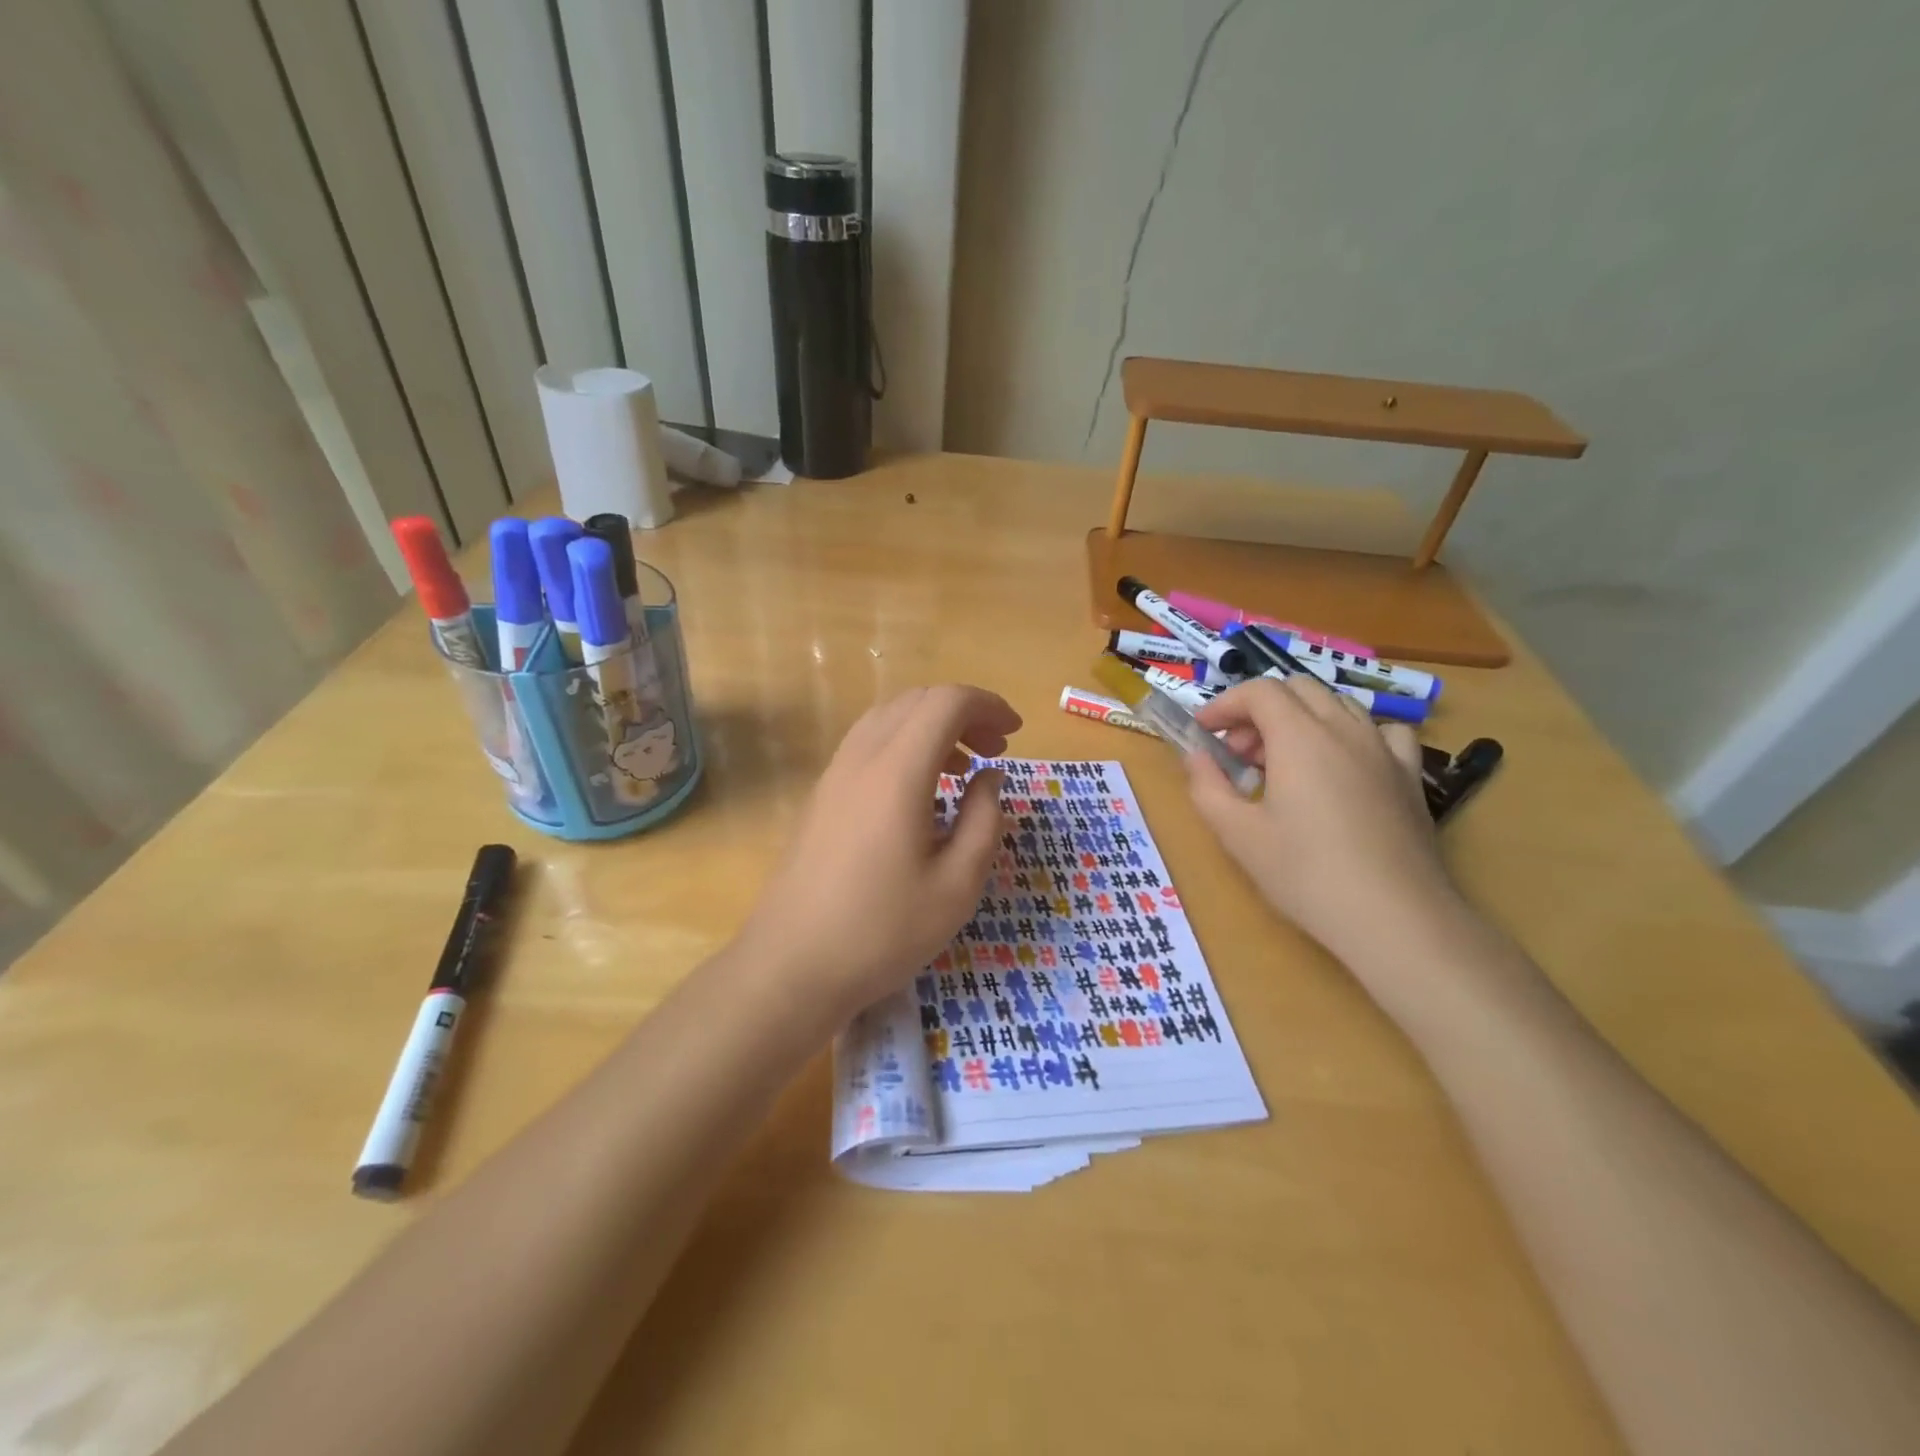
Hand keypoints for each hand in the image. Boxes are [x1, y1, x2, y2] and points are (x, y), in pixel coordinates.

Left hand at [740, 685, 1020, 1016]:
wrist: (792, 965)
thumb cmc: (883, 931)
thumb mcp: (958, 885)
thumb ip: (984, 819)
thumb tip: (989, 776)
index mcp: (898, 772)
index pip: (946, 702)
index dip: (987, 705)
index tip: (1014, 734)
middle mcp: (861, 758)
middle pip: (916, 701)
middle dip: (963, 713)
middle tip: (994, 752)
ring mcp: (834, 774)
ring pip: (888, 718)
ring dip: (931, 727)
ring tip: (961, 769)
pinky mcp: (821, 795)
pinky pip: (867, 744)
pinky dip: (903, 745)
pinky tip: (919, 791)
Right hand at [1186, 675, 1459, 971]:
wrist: (1394, 918)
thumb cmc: (1306, 874)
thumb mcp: (1238, 834)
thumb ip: (1207, 786)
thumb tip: (1196, 756)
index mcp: (1300, 737)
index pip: (1259, 691)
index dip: (1224, 704)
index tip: (1203, 732)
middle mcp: (1344, 729)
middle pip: (1298, 689)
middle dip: (1259, 710)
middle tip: (1238, 753)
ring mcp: (1383, 750)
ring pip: (1337, 705)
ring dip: (1300, 719)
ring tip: (1283, 763)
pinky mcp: (1409, 776)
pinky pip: (1382, 732)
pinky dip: (1352, 735)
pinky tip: (1345, 765)